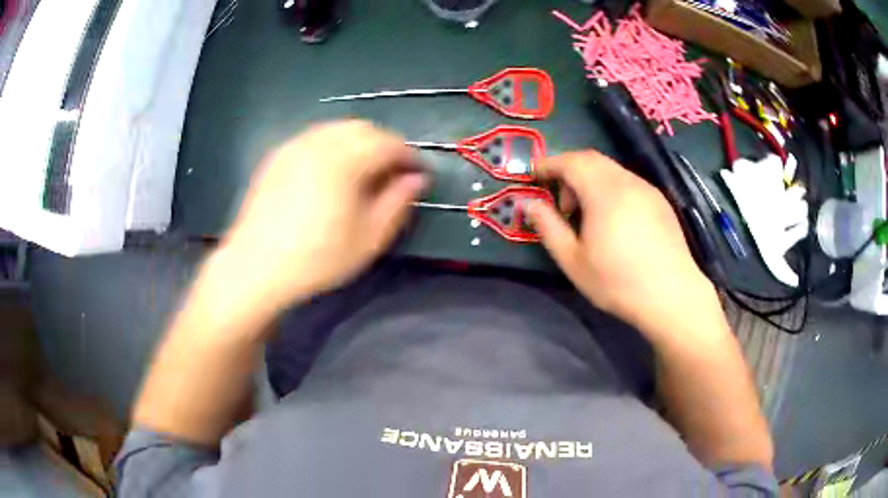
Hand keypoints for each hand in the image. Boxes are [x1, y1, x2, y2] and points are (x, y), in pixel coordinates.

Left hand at [217, 120, 426, 313]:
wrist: (256, 265)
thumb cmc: (317, 258)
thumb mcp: (368, 238)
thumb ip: (398, 203)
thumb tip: (417, 179)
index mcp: (345, 160)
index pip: (389, 143)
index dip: (410, 156)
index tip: (419, 174)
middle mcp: (319, 141)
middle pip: (364, 128)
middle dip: (385, 145)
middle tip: (393, 173)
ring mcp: (295, 145)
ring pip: (338, 129)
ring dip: (359, 142)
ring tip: (364, 172)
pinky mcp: (279, 155)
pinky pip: (315, 137)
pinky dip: (333, 145)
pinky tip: (331, 172)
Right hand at [527, 151, 717, 334]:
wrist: (671, 295)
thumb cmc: (617, 282)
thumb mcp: (573, 260)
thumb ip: (548, 227)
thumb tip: (528, 203)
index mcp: (604, 191)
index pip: (571, 161)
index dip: (548, 164)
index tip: (534, 175)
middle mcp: (627, 181)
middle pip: (591, 159)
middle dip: (569, 171)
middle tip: (562, 204)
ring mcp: (647, 189)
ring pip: (611, 170)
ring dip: (591, 181)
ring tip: (588, 216)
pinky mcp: (660, 202)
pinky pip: (628, 182)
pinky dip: (611, 188)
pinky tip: (614, 220)